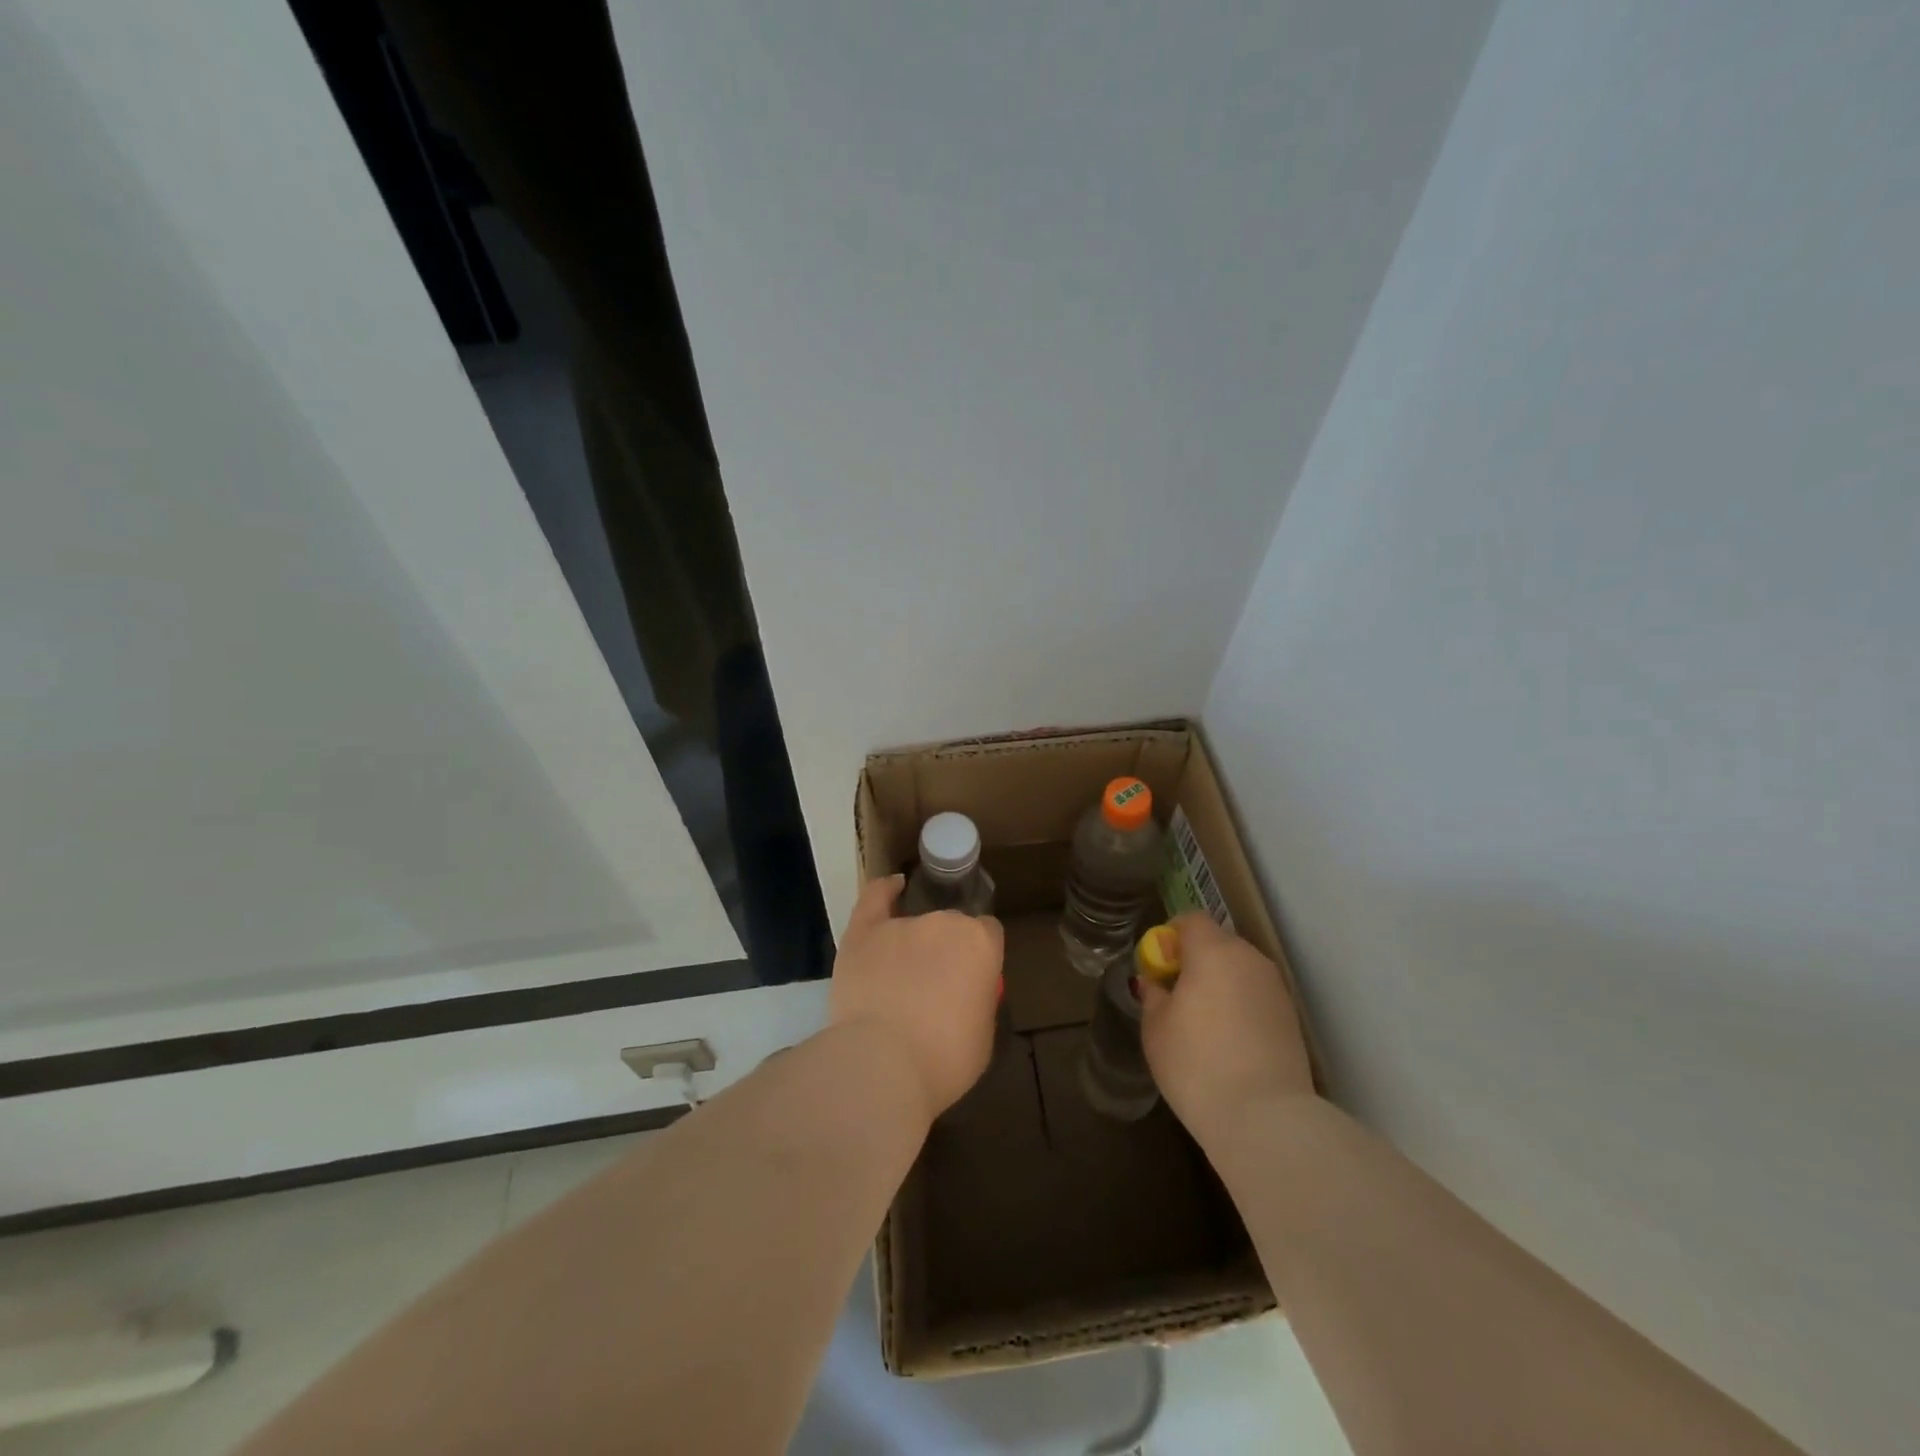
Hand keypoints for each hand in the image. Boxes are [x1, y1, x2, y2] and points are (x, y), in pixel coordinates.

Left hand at [828, 876, 1004, 1120]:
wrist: (883, 1065)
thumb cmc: (944, 1060)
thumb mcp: (983, 1036)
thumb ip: (978, 1001)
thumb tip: (966, 995)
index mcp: (981, 944)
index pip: (988, 934)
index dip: (979, 957)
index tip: (971, 981)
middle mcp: (944, 923)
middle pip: (951, 927)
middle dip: (946, 952)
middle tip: (934, 989)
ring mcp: (902, 924)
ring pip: (914, 924)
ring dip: (914, 945)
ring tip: (900, 980)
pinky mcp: (864, 931)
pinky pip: (875, 897)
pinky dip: (885, 890)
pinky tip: (893, 887)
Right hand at [1139, 913, 1313, 1138]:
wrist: (1265, 1118)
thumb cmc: (1196, 1063)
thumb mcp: (1155, 1027)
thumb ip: (1153, 995)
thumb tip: (1155, 982)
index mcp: (1213, 951)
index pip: (1190, 919)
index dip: (1170, 935)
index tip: (1159, 966)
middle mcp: (1249, 958)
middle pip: (1217, 942)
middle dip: (1195, 959)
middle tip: (1176, 995)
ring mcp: (1275, 987)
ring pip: (1239, 969)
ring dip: (1219, 982)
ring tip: (1203, 1021)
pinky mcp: (1291, 1017)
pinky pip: (1255, 995)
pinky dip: (1239, 1004)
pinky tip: (1228, 1040)